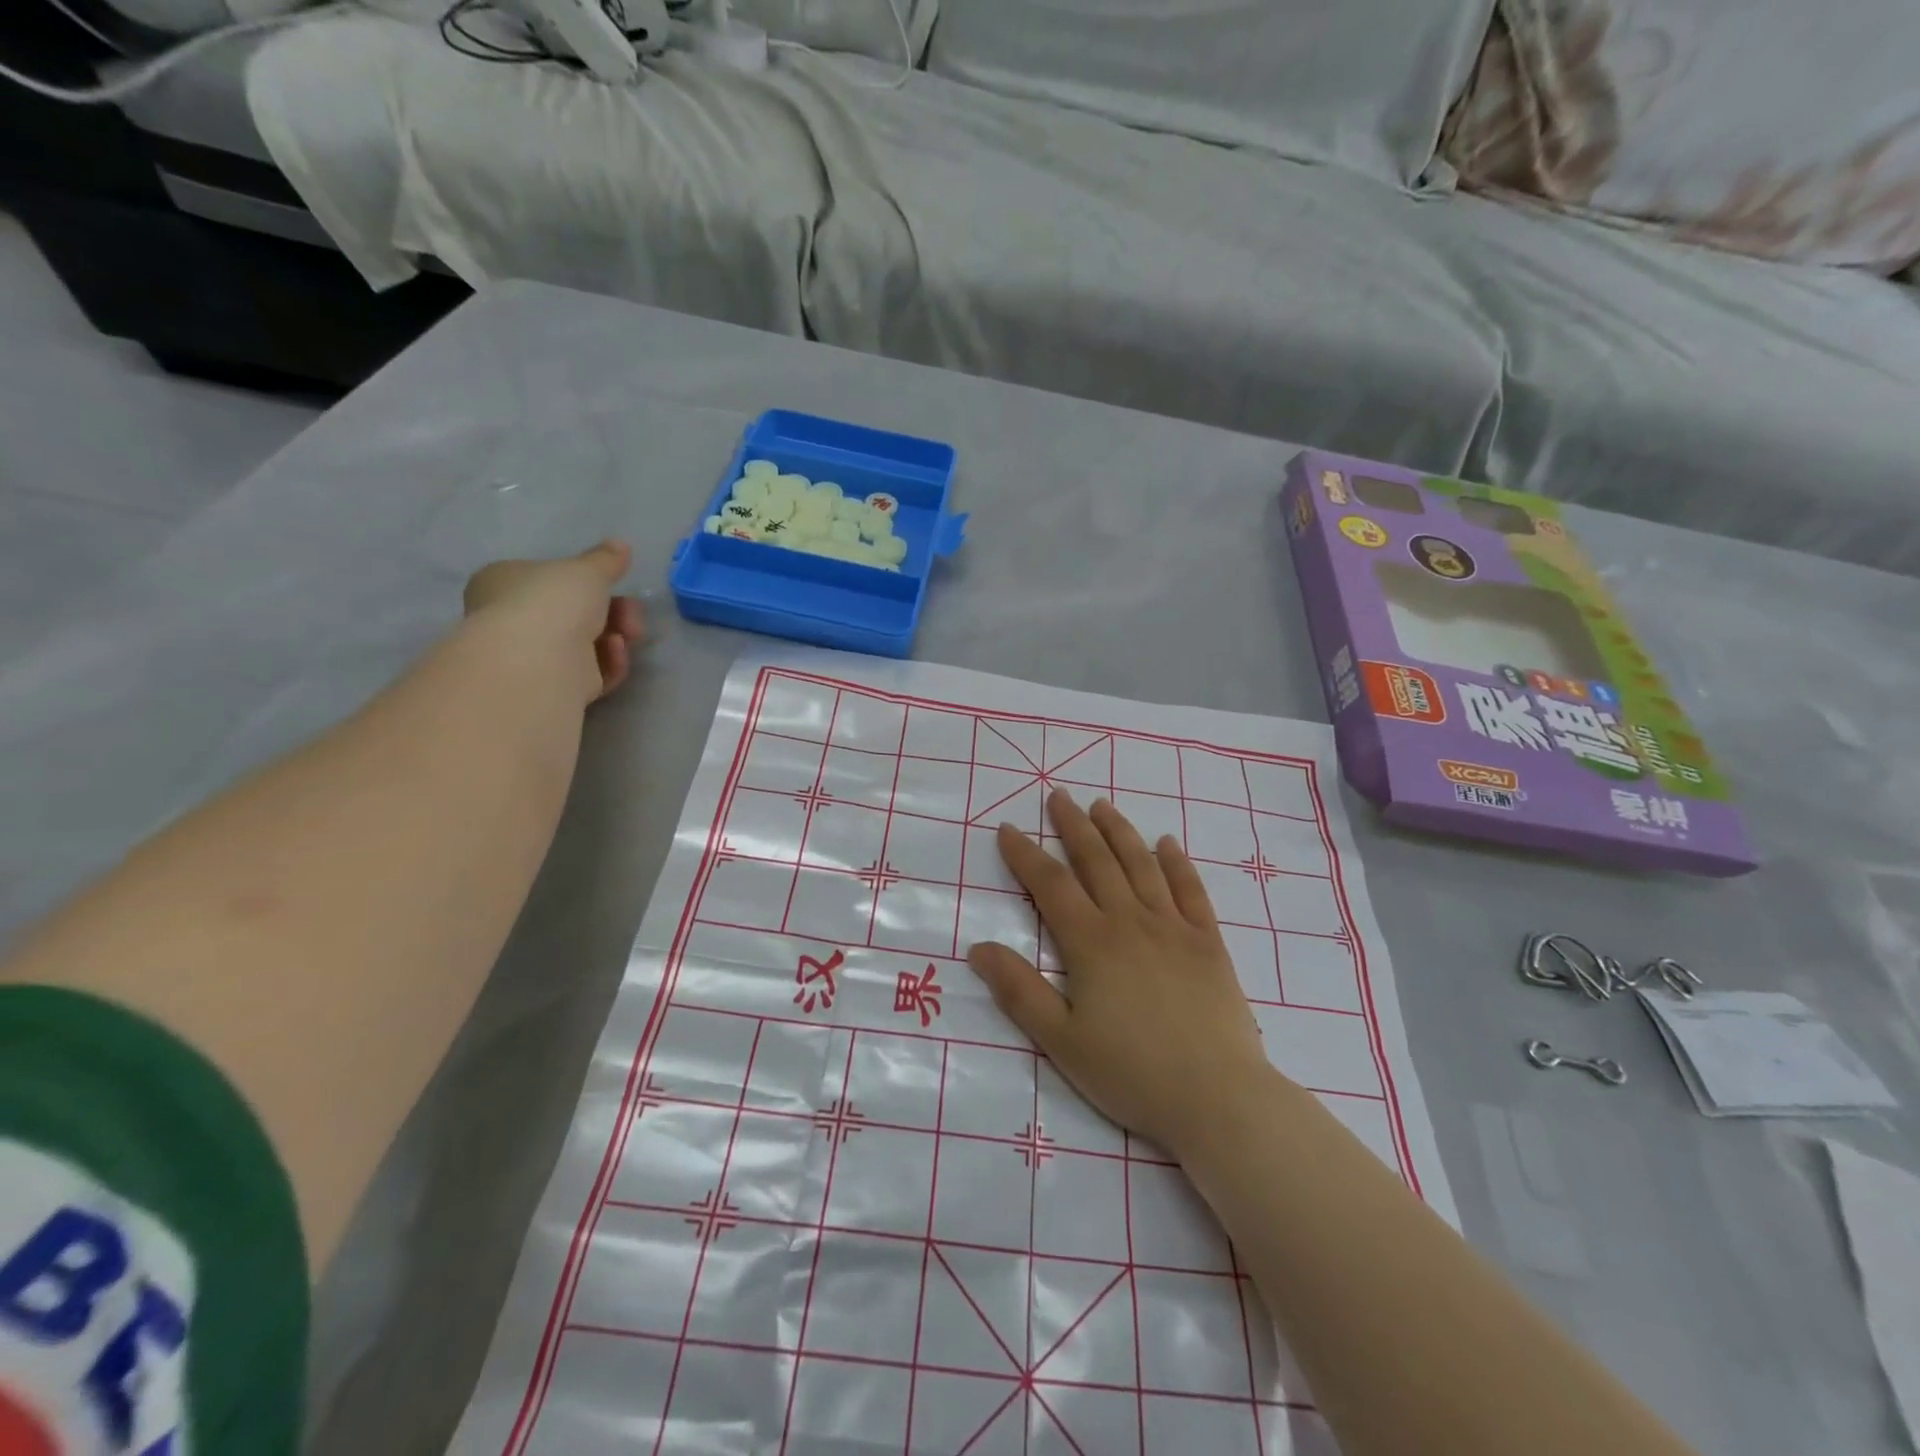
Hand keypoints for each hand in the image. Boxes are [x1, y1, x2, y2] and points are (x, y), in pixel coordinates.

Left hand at [463, 541, 646, 702]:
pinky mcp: (557, 687)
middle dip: (614, 612)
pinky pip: (593, 671)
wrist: (538, 662)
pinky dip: (610, 661)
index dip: (587, 581)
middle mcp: (515, 619)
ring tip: (629, 635)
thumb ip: (606, 559)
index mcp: (506, 582)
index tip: (615, 583)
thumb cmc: (552, 602)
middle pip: (576, 612)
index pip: (549, 578)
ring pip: (589, 643)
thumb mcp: (586, 569)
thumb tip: (620, 545)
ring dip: (616, 635)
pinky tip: (616, 652)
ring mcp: (536, 657)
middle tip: (632, 614)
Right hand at [966, 790, 1275, 1162]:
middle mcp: (1131, 921)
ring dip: (1119, 831)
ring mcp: (1174, 928)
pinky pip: (1191, 890)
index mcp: (1091, 943)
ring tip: (1102, 805)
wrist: (1218, 1097)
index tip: (1009, 829)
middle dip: (1073, 826)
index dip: (1026, 855)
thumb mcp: (1061, 1040)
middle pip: (1097, 861)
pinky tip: (1167, 843)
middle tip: (1058, 796)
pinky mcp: (1209, 942)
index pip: (1051, 885)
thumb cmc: (1132, 1072)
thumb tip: (979, 947)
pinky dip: (1176, 863)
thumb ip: (1019, 991)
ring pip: (1141, 865)